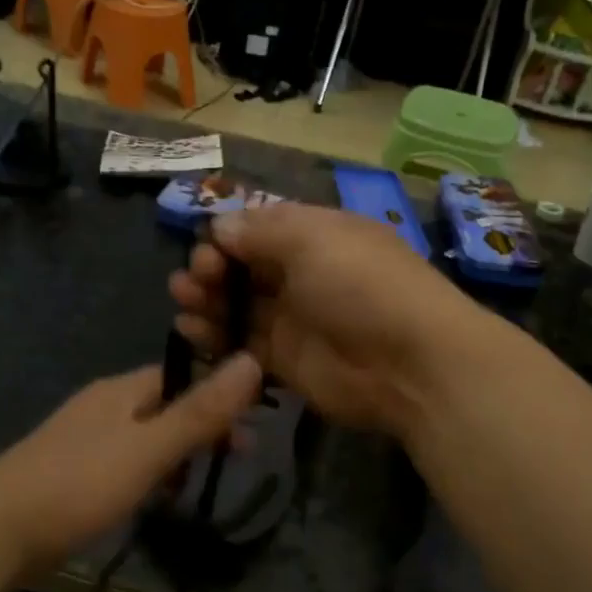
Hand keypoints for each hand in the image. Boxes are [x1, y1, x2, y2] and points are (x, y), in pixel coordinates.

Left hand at [0, 354, 263, 569]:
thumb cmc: (78, 485)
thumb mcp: (149, 449)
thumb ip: (200, 412)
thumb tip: (251, 361)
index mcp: (120, 391)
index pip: (181, 376)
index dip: (218, 395)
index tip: (252, 425)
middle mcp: (102, 406)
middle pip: (164, 405)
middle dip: (201, 427)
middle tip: (237, 456)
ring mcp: (82, 440)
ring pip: (144, 436)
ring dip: (176, 453)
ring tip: (197, 483)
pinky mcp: (70, 472)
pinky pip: (123, 462)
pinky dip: (147, 474)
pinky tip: (153, 499)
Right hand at [168, 204, 477, 434]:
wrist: (408, 364)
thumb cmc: (361, 285)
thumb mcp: (312, 238)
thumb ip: (260, 231)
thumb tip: (220, 228)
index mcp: (315, 236)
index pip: (259, 229)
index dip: (227, 236)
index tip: (207, 248)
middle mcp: (302, 275)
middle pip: (243, 267)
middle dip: (211, 268)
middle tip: (193, 280)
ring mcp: (293, 320)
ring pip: (237, 305)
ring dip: (205, 300)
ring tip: (182, 302)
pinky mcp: (285, 361)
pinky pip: (240, 344)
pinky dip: (214, 336)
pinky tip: (190, 330)